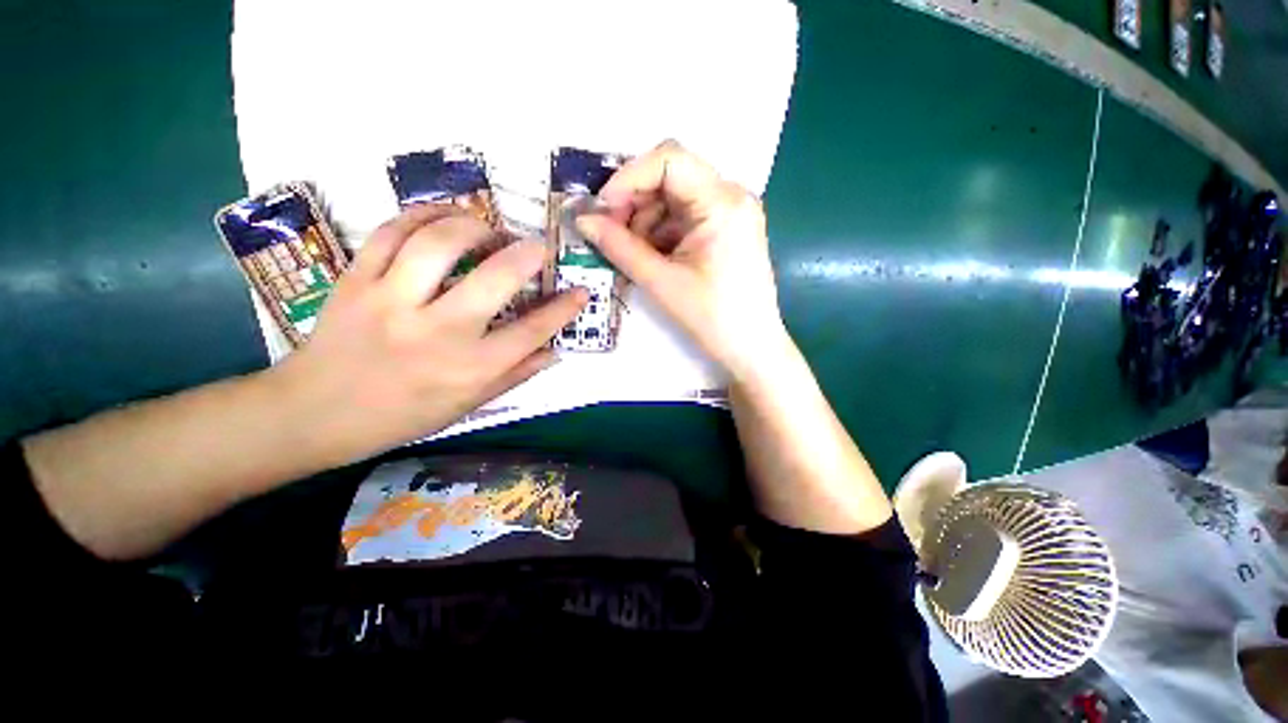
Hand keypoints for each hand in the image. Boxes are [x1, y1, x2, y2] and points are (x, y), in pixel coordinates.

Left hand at [270, 204, 587, 464]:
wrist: (315, 412)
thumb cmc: (403, 415)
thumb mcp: (470, 405)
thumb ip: (516, 375)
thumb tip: (554, 351)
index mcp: (471, 368)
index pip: (533, 331)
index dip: (563, 309)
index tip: (581, 292)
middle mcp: (439, 332)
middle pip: (496, 278)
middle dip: (527, 254)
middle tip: (537, 247)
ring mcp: (393, 301)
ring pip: (441, 242)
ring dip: (475, 226)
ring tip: (488, 229)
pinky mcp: (357, 280)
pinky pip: (392, 231)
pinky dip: (423, 215)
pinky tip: (443, 217)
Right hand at [574, 140, 786, 380]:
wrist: (752, 348)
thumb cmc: (712, 318)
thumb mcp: (661, 282)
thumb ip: (619, 247)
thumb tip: (582, 219)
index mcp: (723, 202)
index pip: (669, 160)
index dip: (628, 177)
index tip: (602, 208)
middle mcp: (731, 196)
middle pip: (670, 177)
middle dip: (634, 202)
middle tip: (610, 234)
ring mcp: (730, 213)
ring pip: (674, 198)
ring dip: (645, 221)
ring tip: (631, 254)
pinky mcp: (725, 230)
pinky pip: (684, 218)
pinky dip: (661, 233)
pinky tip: (650, 258)